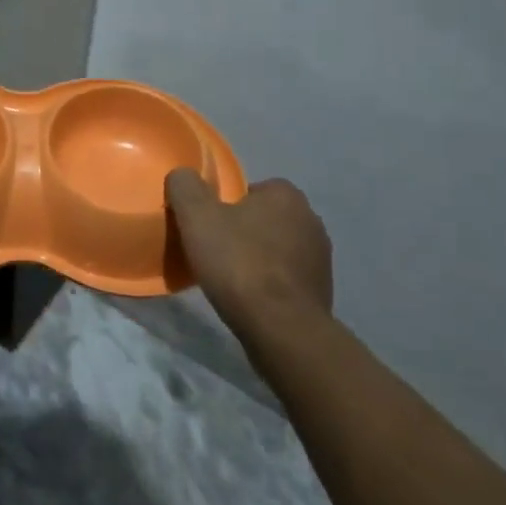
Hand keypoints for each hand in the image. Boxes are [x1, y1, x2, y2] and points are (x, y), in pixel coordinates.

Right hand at [165, 172, 333, 329]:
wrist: (281, 329)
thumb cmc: (239, 263)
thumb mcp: (196, 216)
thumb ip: (186, 186)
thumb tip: (182, 175)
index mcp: (286, 195)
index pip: (250, 189)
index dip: (225, 205)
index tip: (208, 225)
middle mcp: (310, 220)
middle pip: (264, 218)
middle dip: (243, 231)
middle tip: (215, 250)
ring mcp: (321, 258)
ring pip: (277, 248)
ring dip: (258, 258)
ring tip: (230, 278)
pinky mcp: (322, 292)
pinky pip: (287, 278)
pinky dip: (270, 284)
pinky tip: (251, 298)